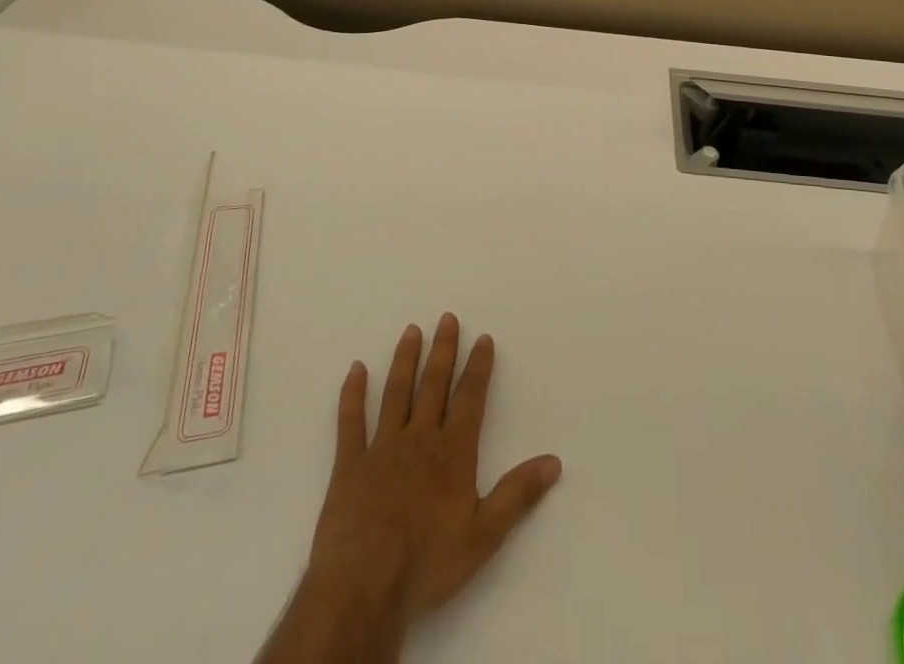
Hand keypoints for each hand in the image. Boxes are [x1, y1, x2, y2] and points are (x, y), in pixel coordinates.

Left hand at [304, 314, 561, 639]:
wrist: (364, 585)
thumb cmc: (427, 562)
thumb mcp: (484, 535)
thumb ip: (517, 494)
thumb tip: (554, 461)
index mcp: (452, 452)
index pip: (470, 399)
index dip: (478, 367)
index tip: (483, 337)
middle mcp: (419, 439)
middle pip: (433, 385)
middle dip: (443, 350)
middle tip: (446, 317)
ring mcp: (381, 448)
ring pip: (396, 393)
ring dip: (405, 360)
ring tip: (411, 330)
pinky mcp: (349, 465)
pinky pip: (351, 422)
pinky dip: (352, 394)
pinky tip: (356, 369)